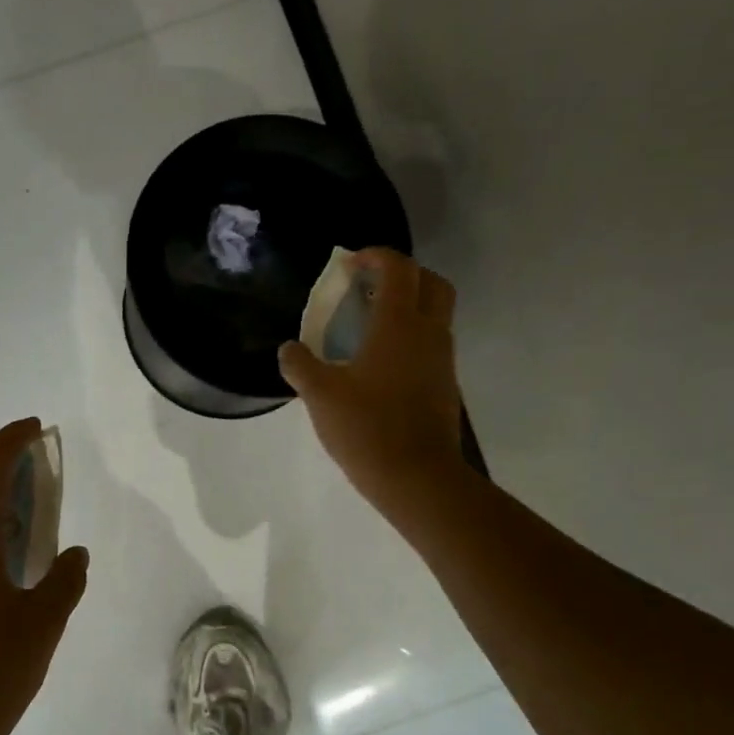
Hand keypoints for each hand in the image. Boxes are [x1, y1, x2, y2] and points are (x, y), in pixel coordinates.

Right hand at [279, 248, 466, 530]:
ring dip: (409, 306)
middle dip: (404, 274)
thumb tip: (288, 349)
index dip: (376, 256)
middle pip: (431, 283)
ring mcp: (442, 360)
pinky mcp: (444, 384)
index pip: (399, 269)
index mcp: (399, 325)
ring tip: (370, 324)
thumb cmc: (367, 428)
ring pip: (436, 314)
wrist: (417, 477)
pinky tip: (380, 362)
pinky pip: (432, 343)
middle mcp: (429, 333)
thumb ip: (300, 366)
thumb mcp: (320, 395)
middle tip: (371, 286)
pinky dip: (411, 336)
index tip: (350, 262)